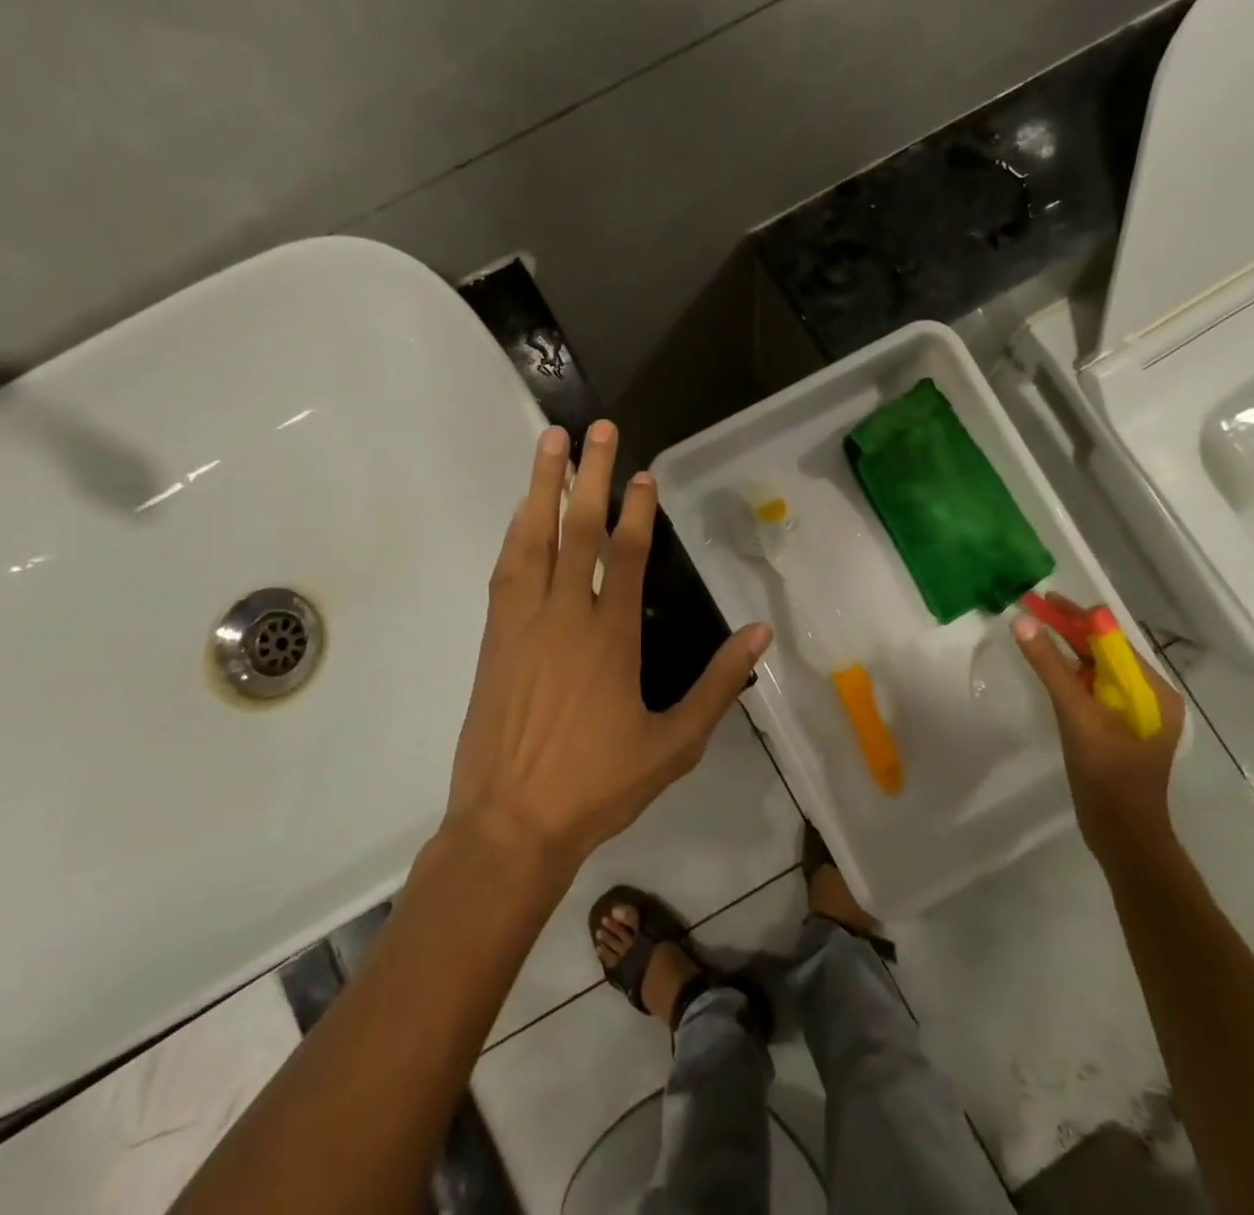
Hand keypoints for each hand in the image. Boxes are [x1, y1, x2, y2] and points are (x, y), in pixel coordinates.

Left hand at [444, 420, 772, 874]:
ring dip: (542, 488)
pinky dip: (516, 534)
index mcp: (611, 638)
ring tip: (548, 444)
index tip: (643, 473)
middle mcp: (565, 617)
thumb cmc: (599, 786)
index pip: (627, 555)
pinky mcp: (494, 639)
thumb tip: (759, 634)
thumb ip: (717, 686)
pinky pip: (506, 571)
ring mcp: (523, 624)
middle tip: (594, 429)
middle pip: (578, 530)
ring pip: (533, 540)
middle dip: (589, 474)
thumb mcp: (675, 744)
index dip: (637, 510)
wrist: (512, 824)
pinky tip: (521, 514)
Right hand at [1013, 592, 1185, 868]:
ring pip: (1094, 670)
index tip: (1040, 599)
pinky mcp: (1115, 729)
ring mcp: (1132, 714)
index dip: (1075, 616)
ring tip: (1031, 631)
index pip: (1111, 638)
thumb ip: (1050, 667)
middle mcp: (1148, 695)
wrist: (1122, 837)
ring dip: (1065, 650)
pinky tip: (1046, 669)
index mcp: (1153, 689)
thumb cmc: (1108, 775)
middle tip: (1028, 609)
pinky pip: (1090, 691)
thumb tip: (1024, 621)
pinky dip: (1068, 675)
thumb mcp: (1077, 715)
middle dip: (1067, 629)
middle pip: (1103, 651)